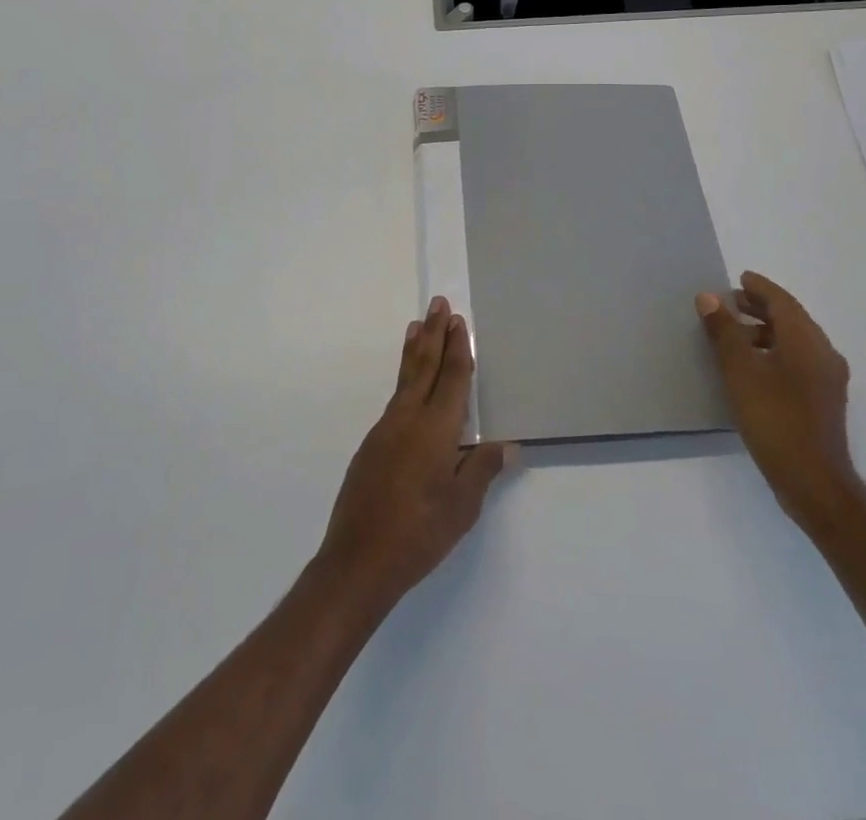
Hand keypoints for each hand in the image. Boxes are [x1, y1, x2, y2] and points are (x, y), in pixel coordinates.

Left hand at [316, 297, 511, 612]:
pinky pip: (394, 400)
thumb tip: (508, 445)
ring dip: (414, 350)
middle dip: (433, 333)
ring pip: (405, 379)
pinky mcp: (371, 446)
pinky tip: (408, 386)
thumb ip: (482, 470)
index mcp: (436, 429)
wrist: (358, 561)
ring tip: (416, 326)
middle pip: (424, 366)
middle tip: (437, 303)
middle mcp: (408, 419)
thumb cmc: (419, 534)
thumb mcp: (462, 507)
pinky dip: (404, 379)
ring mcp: (385, 430)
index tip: (458, 321)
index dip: (458, 348)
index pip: (452, 378)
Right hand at [697, 272, 862, 534]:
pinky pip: (800, 360)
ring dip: (768, 330)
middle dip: (762, 307)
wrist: (814, 482)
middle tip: (732, 303)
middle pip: (792, 319)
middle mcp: (823, 353)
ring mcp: (828, 379)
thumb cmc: (774, 419)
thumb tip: (709, 297)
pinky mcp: (825, 400)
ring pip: (796, 340)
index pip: (782, 302)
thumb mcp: (740, 371)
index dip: (760, 288)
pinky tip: (755, 366)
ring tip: (737, 334)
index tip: (739, 279)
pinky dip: (777, 350)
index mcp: (806, 341)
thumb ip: (724, 332)